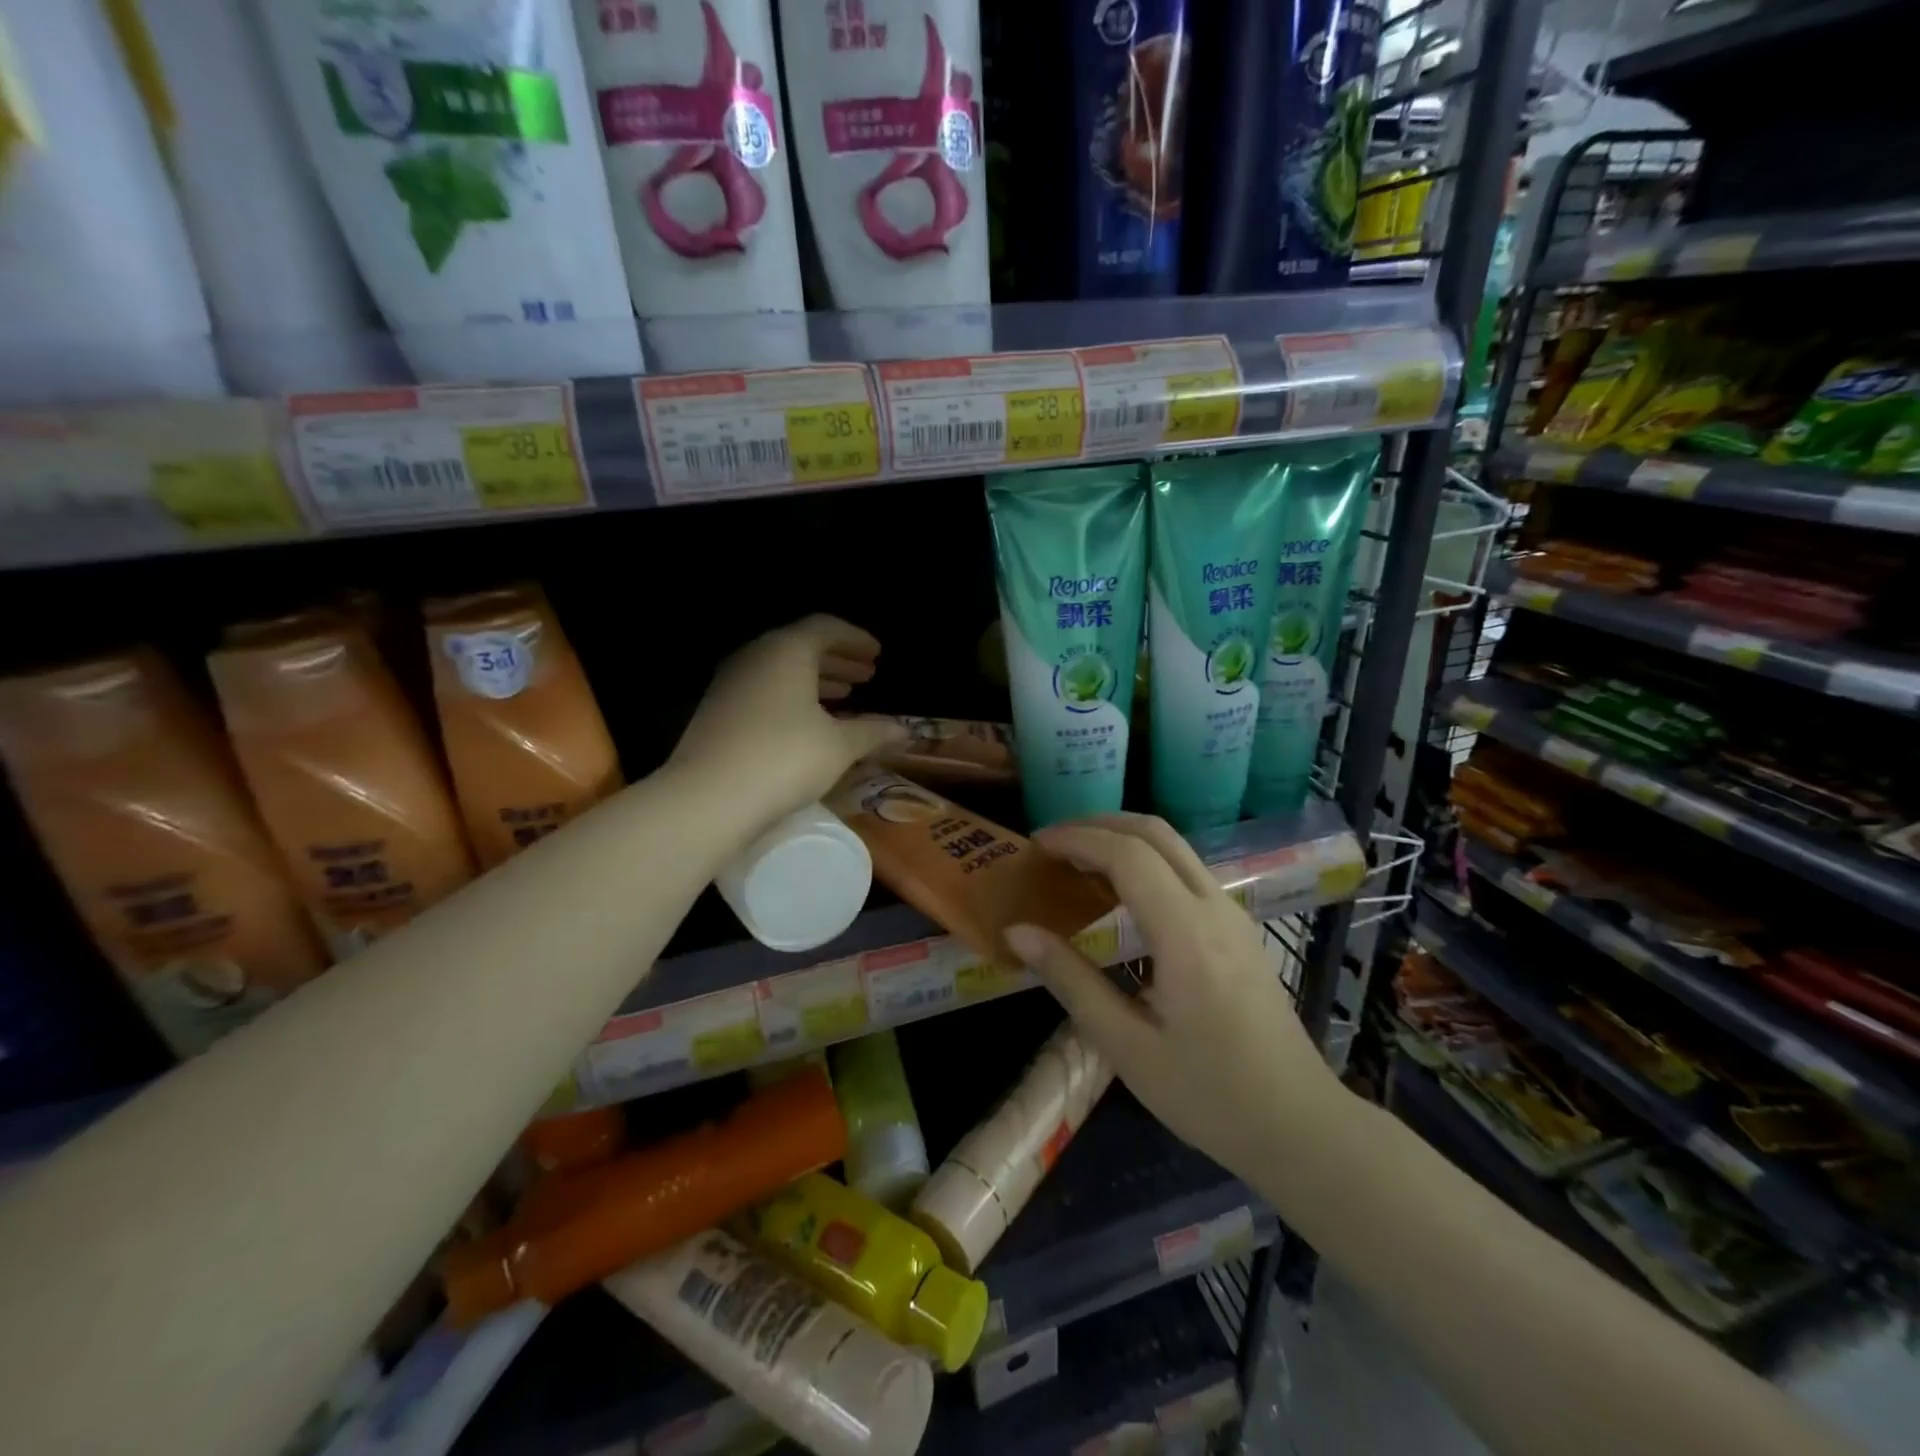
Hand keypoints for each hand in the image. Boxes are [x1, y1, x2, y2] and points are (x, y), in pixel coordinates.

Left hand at [669, 615, 906, 828]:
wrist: (708, 798)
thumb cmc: (784, 759)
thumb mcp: (839, 746)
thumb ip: (873, 732)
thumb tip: (904, 730)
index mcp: (787, 651)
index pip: (826, 628)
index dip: (855, 639)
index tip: (877, 654)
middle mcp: (755, 657)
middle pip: (801, 646)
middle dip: (837, 659)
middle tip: (866, 674)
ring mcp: (731, 683)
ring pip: (780, 670)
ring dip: (815, 679)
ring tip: (844, 695)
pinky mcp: (717, 711)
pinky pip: (764, 690)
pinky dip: (792, 697)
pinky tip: (808, 723)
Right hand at [1005, 814, 1343, 1175]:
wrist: (1300, 1125)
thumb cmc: (1210, 1095)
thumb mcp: (1127, 1047)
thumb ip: (1071, 981)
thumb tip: (1018, 932)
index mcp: (1186, 934)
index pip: (1127, 855)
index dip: (1077, 839)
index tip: (1035, 845)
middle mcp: (1214, 908)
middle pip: (1155, 832)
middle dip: (1098, 824)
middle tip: (1051, 842)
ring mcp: (1232, 914)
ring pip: (1174, 846)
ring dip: (1122, 839)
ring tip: (1075, 861)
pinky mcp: (1238, 928)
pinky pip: (1186, 870)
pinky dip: (1144, 860)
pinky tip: (1118, 892)